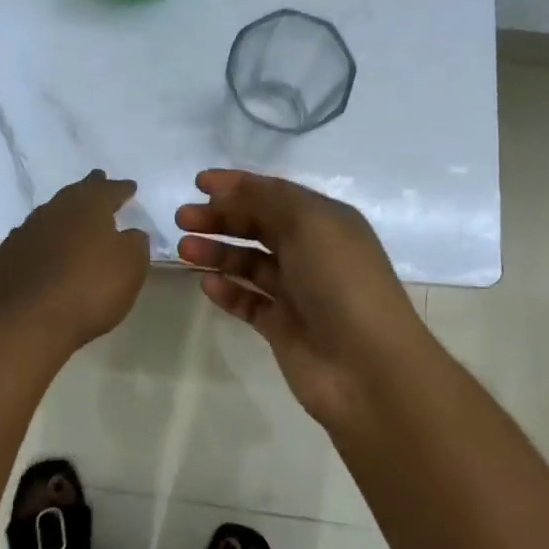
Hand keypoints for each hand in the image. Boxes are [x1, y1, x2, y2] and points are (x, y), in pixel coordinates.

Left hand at [0, 170, 149, 353]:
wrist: (28, 322)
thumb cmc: (90, 289)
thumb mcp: (130, 267)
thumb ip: (135, 243)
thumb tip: (130, 233)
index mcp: (87, 208)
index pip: (108, 190)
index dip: (121, 189)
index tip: (130, 187)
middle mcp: (53, 212)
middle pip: (74, 194)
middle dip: (89, 189)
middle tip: (97, 182)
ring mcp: (23, 234)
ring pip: (47, 216)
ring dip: (61, 216)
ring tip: (70, 221)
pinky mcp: (3, 259)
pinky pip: (27, 243)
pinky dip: (39, 244)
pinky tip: (41, 253)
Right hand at [176, 170, 432, 422]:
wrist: (367, 366)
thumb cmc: (341, 281)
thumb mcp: (309, 223)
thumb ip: (266, 199)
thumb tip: (228, 188)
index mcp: (325, 221)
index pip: (275, 194)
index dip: (238, 185)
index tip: (198, 182)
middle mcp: (312, 252)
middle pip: (258, 226)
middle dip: (220, 218)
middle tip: (182, 218)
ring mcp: (297, 292)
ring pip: (249, 264)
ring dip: (217, 252)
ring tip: (184, 250)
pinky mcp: (283, 327)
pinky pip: (248, 301)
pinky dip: (227, 290)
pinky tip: (206, 284)